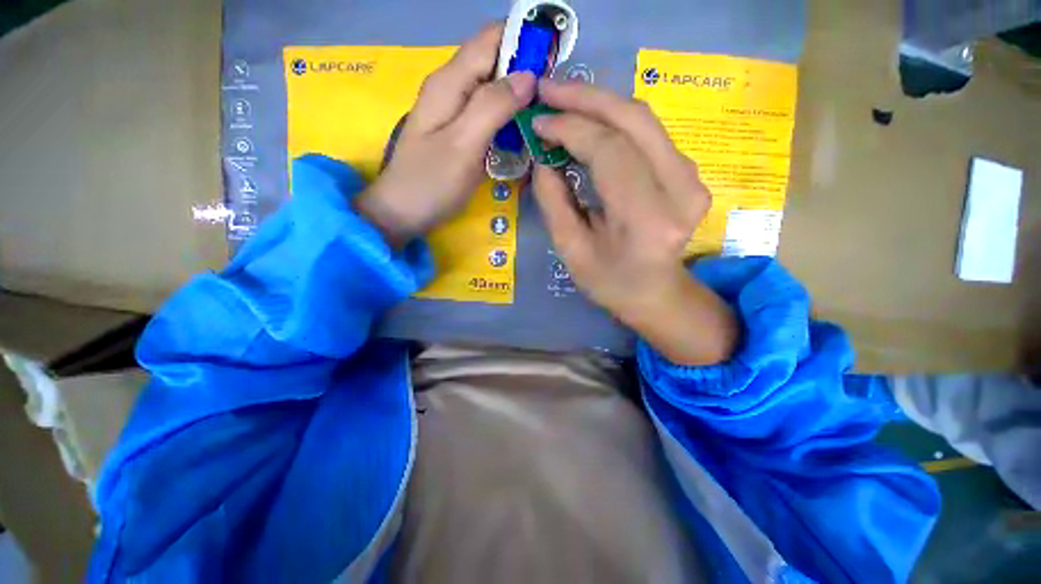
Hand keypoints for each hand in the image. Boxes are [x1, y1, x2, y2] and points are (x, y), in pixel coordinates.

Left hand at [355, 24, 535, 247]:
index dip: (523, 42)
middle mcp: (451, 88)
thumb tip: (528, 77)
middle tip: (551, 100)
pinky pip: (487, 113)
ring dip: (518, 96)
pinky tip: (521, 131)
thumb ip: (493, 107)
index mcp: (450, 82)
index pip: (491, 39)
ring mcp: (453, 111)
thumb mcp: (463, 144)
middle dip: (525, 71)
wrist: (403, 212)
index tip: (553, 62)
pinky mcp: (458, 131)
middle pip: (493, 62)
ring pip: (493, 88)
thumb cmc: (431, 183)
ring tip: (543, 115)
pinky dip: (507, 116)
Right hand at [532, 80, 737, 364]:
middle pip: (634, 121)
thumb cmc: (610, 282)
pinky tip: (591, 123)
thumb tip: (542, 157)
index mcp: (646, 219)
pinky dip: (616, 122)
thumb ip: (554, 201)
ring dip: (601, 104)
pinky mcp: (690, 173)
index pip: (609, 152)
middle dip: (586, 98)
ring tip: (564, 101)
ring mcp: (692, 179)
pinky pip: (649, 134)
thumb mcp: (571, 249)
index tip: (538, 122)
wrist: (656, 293)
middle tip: (548, 90)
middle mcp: (680, 191)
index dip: (570, 128)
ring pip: (644, 120)